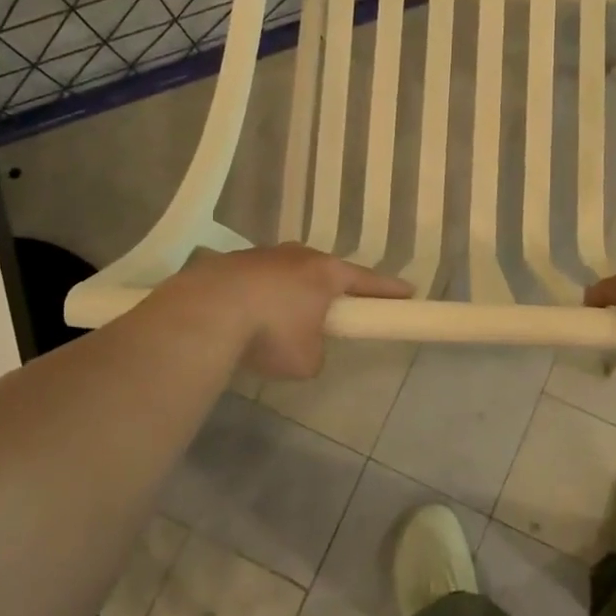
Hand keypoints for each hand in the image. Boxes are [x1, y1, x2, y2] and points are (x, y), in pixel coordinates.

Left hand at [168, 243, 412, 379]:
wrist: (207, 312)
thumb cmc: (271, 333)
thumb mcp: (307, 360)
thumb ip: (317, 351)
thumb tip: (306, 348)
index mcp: (325, 272)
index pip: (367, 280)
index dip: (389, 289)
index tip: (408, 292)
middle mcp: (297, 255)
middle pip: (324, 271)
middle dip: (332, 289)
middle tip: (337, 307)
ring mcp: (260, 255)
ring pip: (286, 273)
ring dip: (290, 293)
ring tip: (282, 319)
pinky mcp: (228, 263)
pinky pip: (255, 281)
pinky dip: (259, 297)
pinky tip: (248, 318)